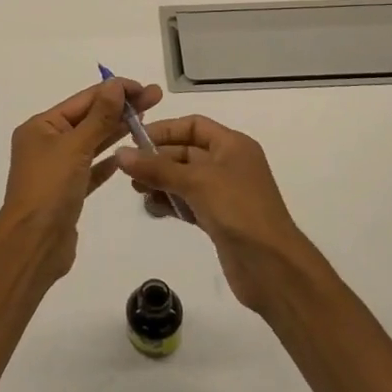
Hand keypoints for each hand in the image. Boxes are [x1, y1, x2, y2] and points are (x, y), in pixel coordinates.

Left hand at [0, 78, 160, 284]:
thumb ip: (99, 116)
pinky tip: (127, 155)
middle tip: (156, 98)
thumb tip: (114, 85)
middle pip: (89, 119)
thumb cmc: (50, 188)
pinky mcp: (68, 192)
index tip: (144, 87)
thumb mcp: (75, 146)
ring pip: (92, 143)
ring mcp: (57, 168)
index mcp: (41, 126)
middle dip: (121, 109)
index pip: (84, 100)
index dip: (114, 91)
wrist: (34, 244)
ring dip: (117, 131)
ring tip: (147, 120)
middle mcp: (47, 143)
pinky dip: (108, 161)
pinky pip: (91, 169)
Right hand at [115, 116, 305, 313]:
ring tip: (136, 191)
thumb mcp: (196, 182)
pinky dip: (171, 203)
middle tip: (128, 171)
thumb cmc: (238, 210)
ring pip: (185, 179)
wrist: (272, 266)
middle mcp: (229, 164)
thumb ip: (157, 167)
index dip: (165, 130)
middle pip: (186, 152)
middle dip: (158, 159)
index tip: (134, 141)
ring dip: (161, 182)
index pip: (194, 125)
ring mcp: (225, 193)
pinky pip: (189, 202)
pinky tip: (151, 209)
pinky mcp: (219, 219)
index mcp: (233, 145)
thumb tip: (120, 154)